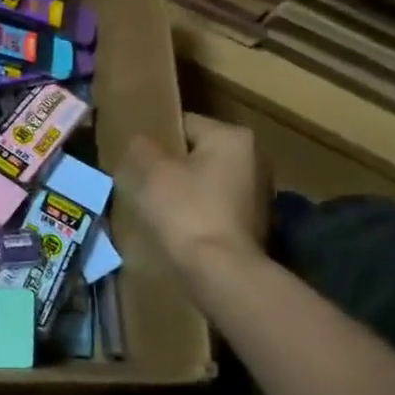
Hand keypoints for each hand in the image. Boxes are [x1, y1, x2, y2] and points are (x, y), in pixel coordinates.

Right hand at [124, 114, 269, 274]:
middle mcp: (254, 157)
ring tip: (156, 206)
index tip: (135, 158)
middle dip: (170, 165)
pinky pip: (215, 204)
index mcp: (232, 136)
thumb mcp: (152, 171)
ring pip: (205, 179)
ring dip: (183, 189)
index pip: (183, 124)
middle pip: (196, 152)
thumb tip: (140, 141)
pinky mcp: (255, 220)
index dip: (154, 140)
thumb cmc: (186, 211)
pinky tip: (177, 225)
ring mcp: (259, 191)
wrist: (221, 270)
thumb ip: (142, 147)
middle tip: (142, 181)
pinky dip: (197, 210)